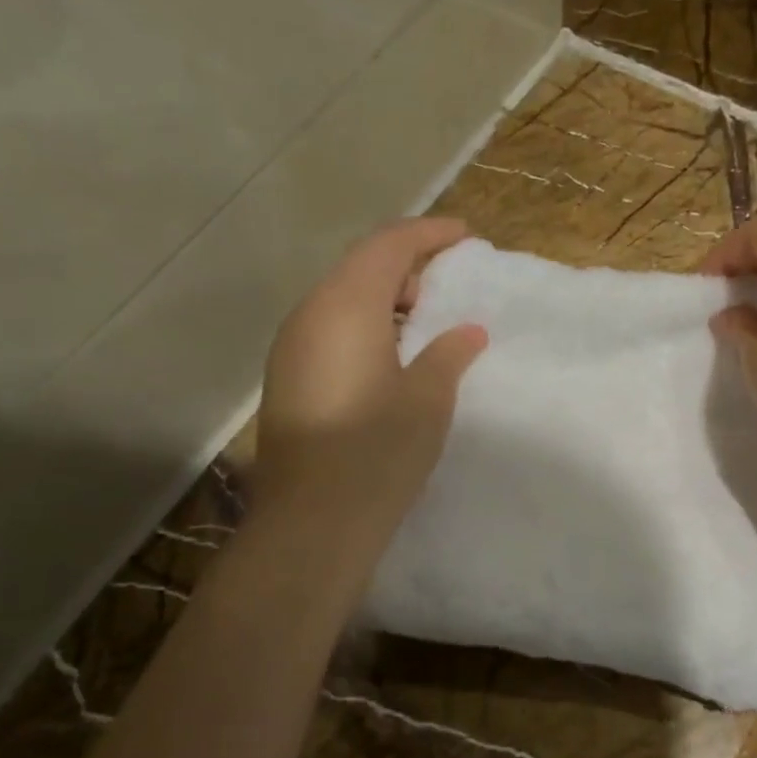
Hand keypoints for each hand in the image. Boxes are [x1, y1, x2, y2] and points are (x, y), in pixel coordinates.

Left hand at [253, 218, 486, 518]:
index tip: (466, 236)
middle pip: (360, 267)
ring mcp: (292, 348)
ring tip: (430, 318)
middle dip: (408, 264)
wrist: (312, 523)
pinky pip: (332, 329)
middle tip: (452, 282)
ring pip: (343, 299)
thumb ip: (449, 354)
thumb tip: (467, 331)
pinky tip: (396, 355)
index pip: (387, 247)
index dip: (428, 234)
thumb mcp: (428, 400)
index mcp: (345, 308)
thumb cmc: (377, 453)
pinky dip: (368, 325)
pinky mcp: (289, 379)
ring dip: (387, 297)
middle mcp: (310, 316)